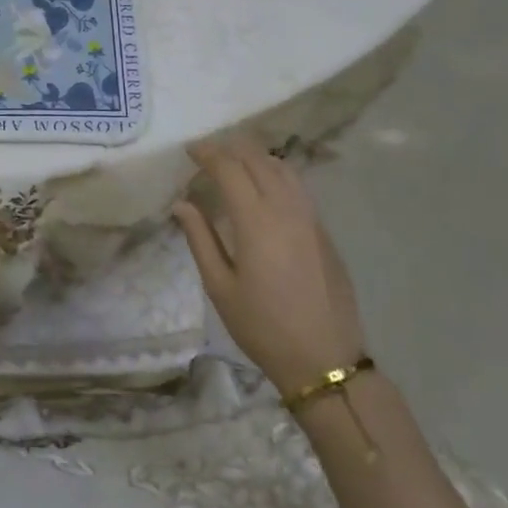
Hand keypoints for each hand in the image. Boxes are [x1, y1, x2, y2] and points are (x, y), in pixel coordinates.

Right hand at [173, 137, 365, 394]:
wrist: (324, 358)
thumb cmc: (262, 326)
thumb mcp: (220, 286)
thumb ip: (200, 239)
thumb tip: (182, 204)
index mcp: (256, 221)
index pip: (229, 168)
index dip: (207, 153)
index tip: (189, 150)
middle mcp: (286, 209)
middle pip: (258, 159)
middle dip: (230, 149)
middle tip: (207, 153)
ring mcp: (310, 218)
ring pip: (283, 168)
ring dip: (255, 157)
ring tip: (233, 162)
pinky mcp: (323, 231)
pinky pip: (297, 186)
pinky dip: (275, 173)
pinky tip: (263, 187)